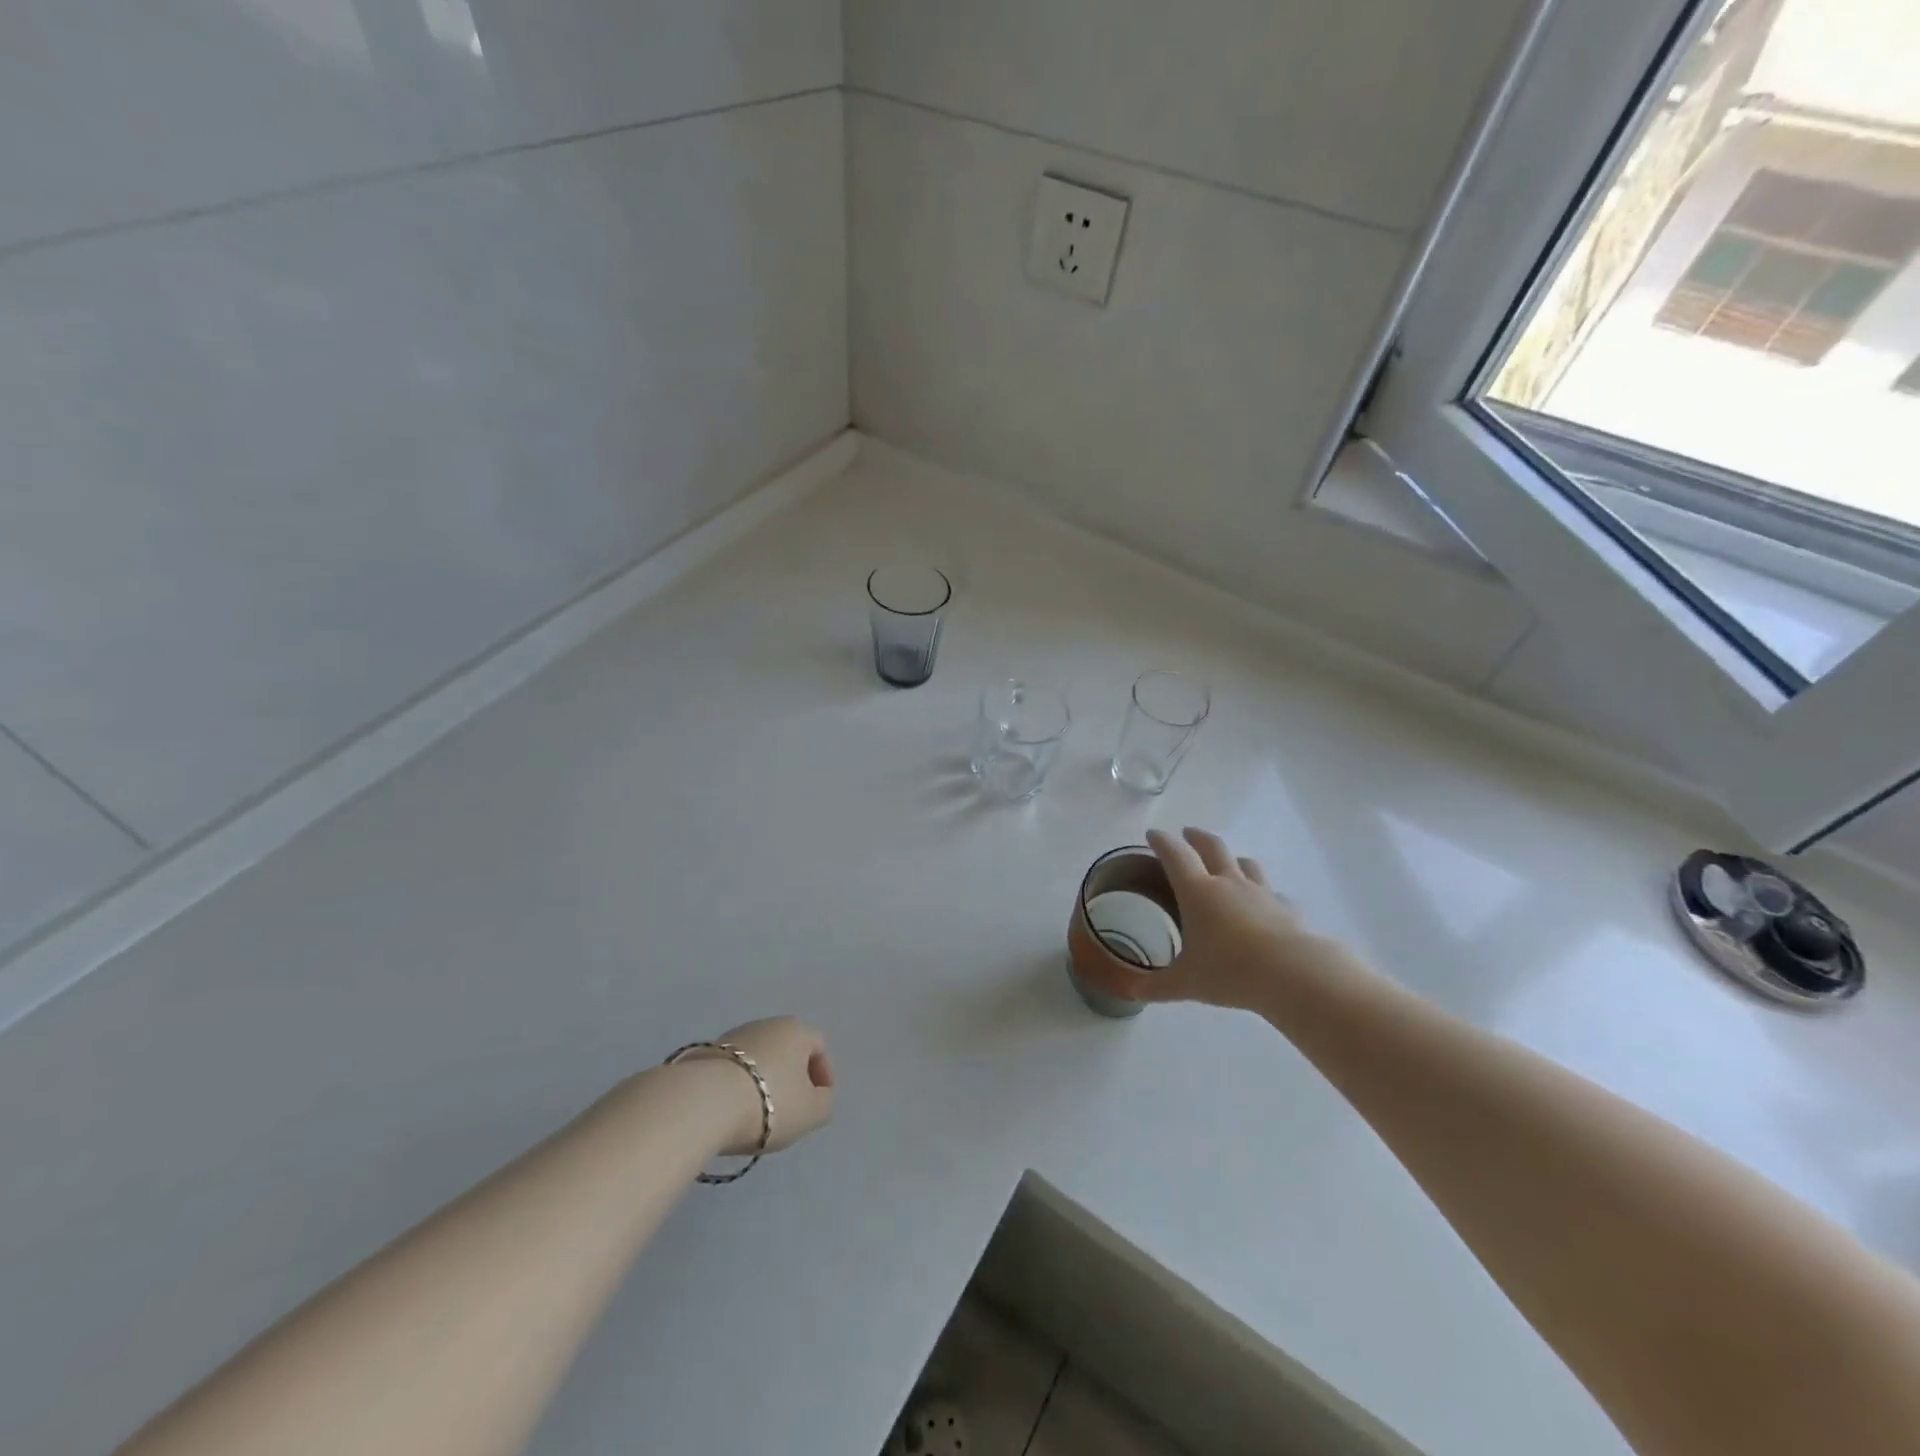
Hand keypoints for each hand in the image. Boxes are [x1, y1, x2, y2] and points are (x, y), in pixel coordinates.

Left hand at [678, 1016, 834, 1156]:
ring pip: (757, 1059)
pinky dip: (737, 1086)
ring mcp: (732, 1036)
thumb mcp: (812, 1112)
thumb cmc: (769, 1103)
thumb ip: (824, 1103)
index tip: (818, 1102)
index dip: (823, 1074)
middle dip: (791, 1077)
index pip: (818, 1046)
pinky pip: (732, 1070)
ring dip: (762, 1081)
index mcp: (796, 1030)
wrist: (703, 1102)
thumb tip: (819, 1096)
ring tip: (757, 1114)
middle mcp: (766, 1024)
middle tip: (789, 1109)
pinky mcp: (704, 1054)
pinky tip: (731, 1111)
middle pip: (786, 1049)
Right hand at [1076, 827, 1364, 1012]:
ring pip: (1246, 864)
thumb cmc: (1229, 971)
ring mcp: (1261, 893)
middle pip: (1212, 847)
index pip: (1175, 855)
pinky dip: (1264, 893)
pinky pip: (1273, 893)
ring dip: (1233, 859)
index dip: (1162, 841)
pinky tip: (1264, 904)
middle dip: (1197, 837)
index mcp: (1197, 891)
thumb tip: (1131, 993)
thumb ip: (1157, 986)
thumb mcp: (1186, 983)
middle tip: (1187, 833)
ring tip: (1228, 863)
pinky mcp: (1287, 909)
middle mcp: (1228, 883)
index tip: (1153, 834)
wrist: (1292, 975)